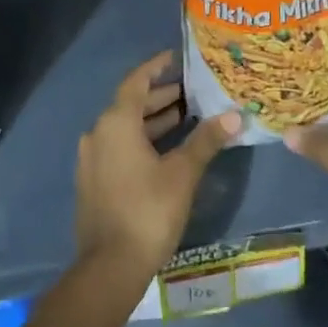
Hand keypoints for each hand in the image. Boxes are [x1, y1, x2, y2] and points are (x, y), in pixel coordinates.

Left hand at [75, 52, 240, 286]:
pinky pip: (118, 147)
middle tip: (190, 92)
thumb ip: (206, 141)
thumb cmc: (148, 211)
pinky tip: (164, 151)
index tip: (176, 58)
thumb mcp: (183, 174)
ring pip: (124, 128)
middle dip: (160, 96)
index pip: (136, 81)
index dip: (156, 67)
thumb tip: (235, 116)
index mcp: (116, 122)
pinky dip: (141, 141)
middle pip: (130, 104)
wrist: (109, 268)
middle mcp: (98, 133)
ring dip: (152, 121)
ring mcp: (92, 159)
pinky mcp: (93, 181)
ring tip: (184, 118)